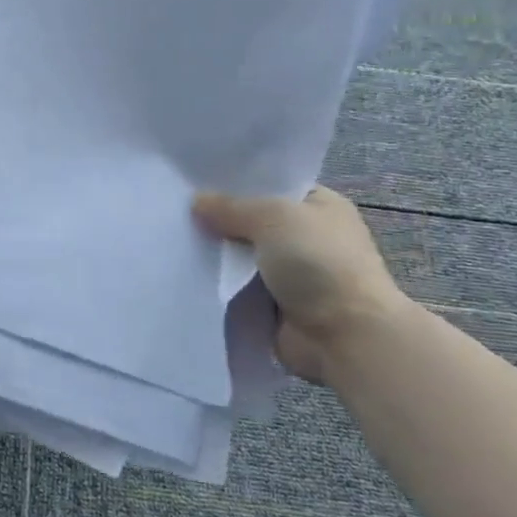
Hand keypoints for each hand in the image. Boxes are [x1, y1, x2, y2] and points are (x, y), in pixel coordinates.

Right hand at [193, 187, 408, 383]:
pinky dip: (218, 284)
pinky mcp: (275, 305)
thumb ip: (231, 207)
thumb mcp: (273, 217)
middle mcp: (306, 237)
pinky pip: (237, 288)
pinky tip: (186, 272)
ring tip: (171, 238)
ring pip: (241, 256)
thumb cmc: (318, 263)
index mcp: (319, 206)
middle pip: (251, 222)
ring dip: (216, 255)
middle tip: (176, 208)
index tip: (197, 180)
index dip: (237, 182)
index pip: (272, 185)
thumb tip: (197, 201)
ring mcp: (291, 274)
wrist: (345, 336)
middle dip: (220, 220)